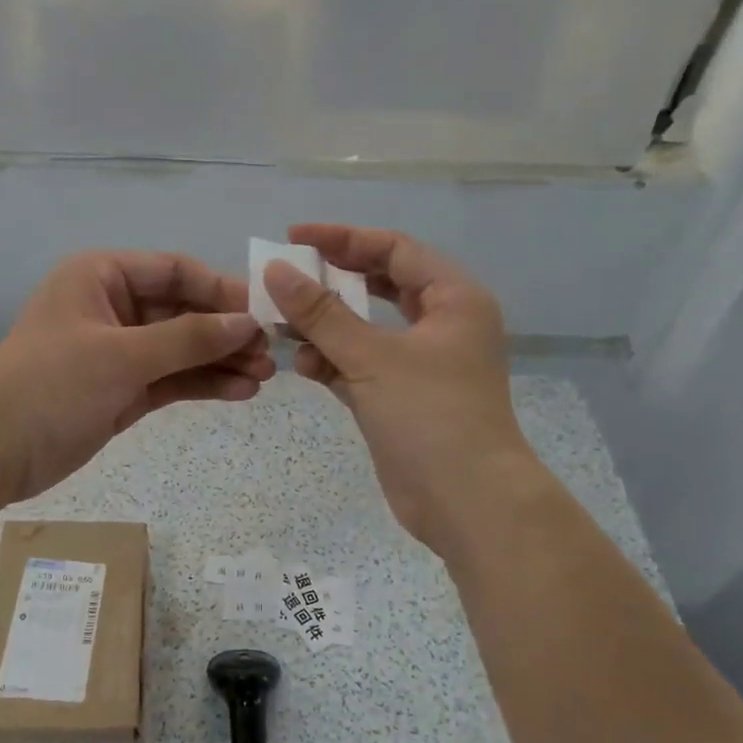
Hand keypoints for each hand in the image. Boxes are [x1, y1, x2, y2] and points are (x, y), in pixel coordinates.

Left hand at [0, 251, 273, 500]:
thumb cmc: (51, 383)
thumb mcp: (122, 355)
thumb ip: (188, 338)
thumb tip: (247, 322)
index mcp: (102, 276)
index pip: (175, 271)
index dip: (221, 290)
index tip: (264, 312)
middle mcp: (113, 307)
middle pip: (183, 311)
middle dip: (225, 332)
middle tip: (269, 355)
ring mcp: (118, 351)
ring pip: (181, 348)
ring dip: (220, 361)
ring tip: (263, 378)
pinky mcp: (122, 390)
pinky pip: (171, 379)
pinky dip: (202, 384)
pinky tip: (239, 392)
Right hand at [263, 224, 538, 557]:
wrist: (467, 503)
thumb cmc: (430, 416)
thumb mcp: (372, 357)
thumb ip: (321, 313)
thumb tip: (275, 271)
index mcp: (453, 299)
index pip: (394, 249)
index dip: (343, 239)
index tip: (294, 239)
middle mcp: (442, 324)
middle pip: (381, 285)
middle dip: (333, 281)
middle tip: (287, 277)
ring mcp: (422, 364)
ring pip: (367, 328)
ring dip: (327, 326)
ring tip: (282, 325)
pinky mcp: (402, 399)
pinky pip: (361, 365)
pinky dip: (333, 361)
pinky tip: (302, 364)